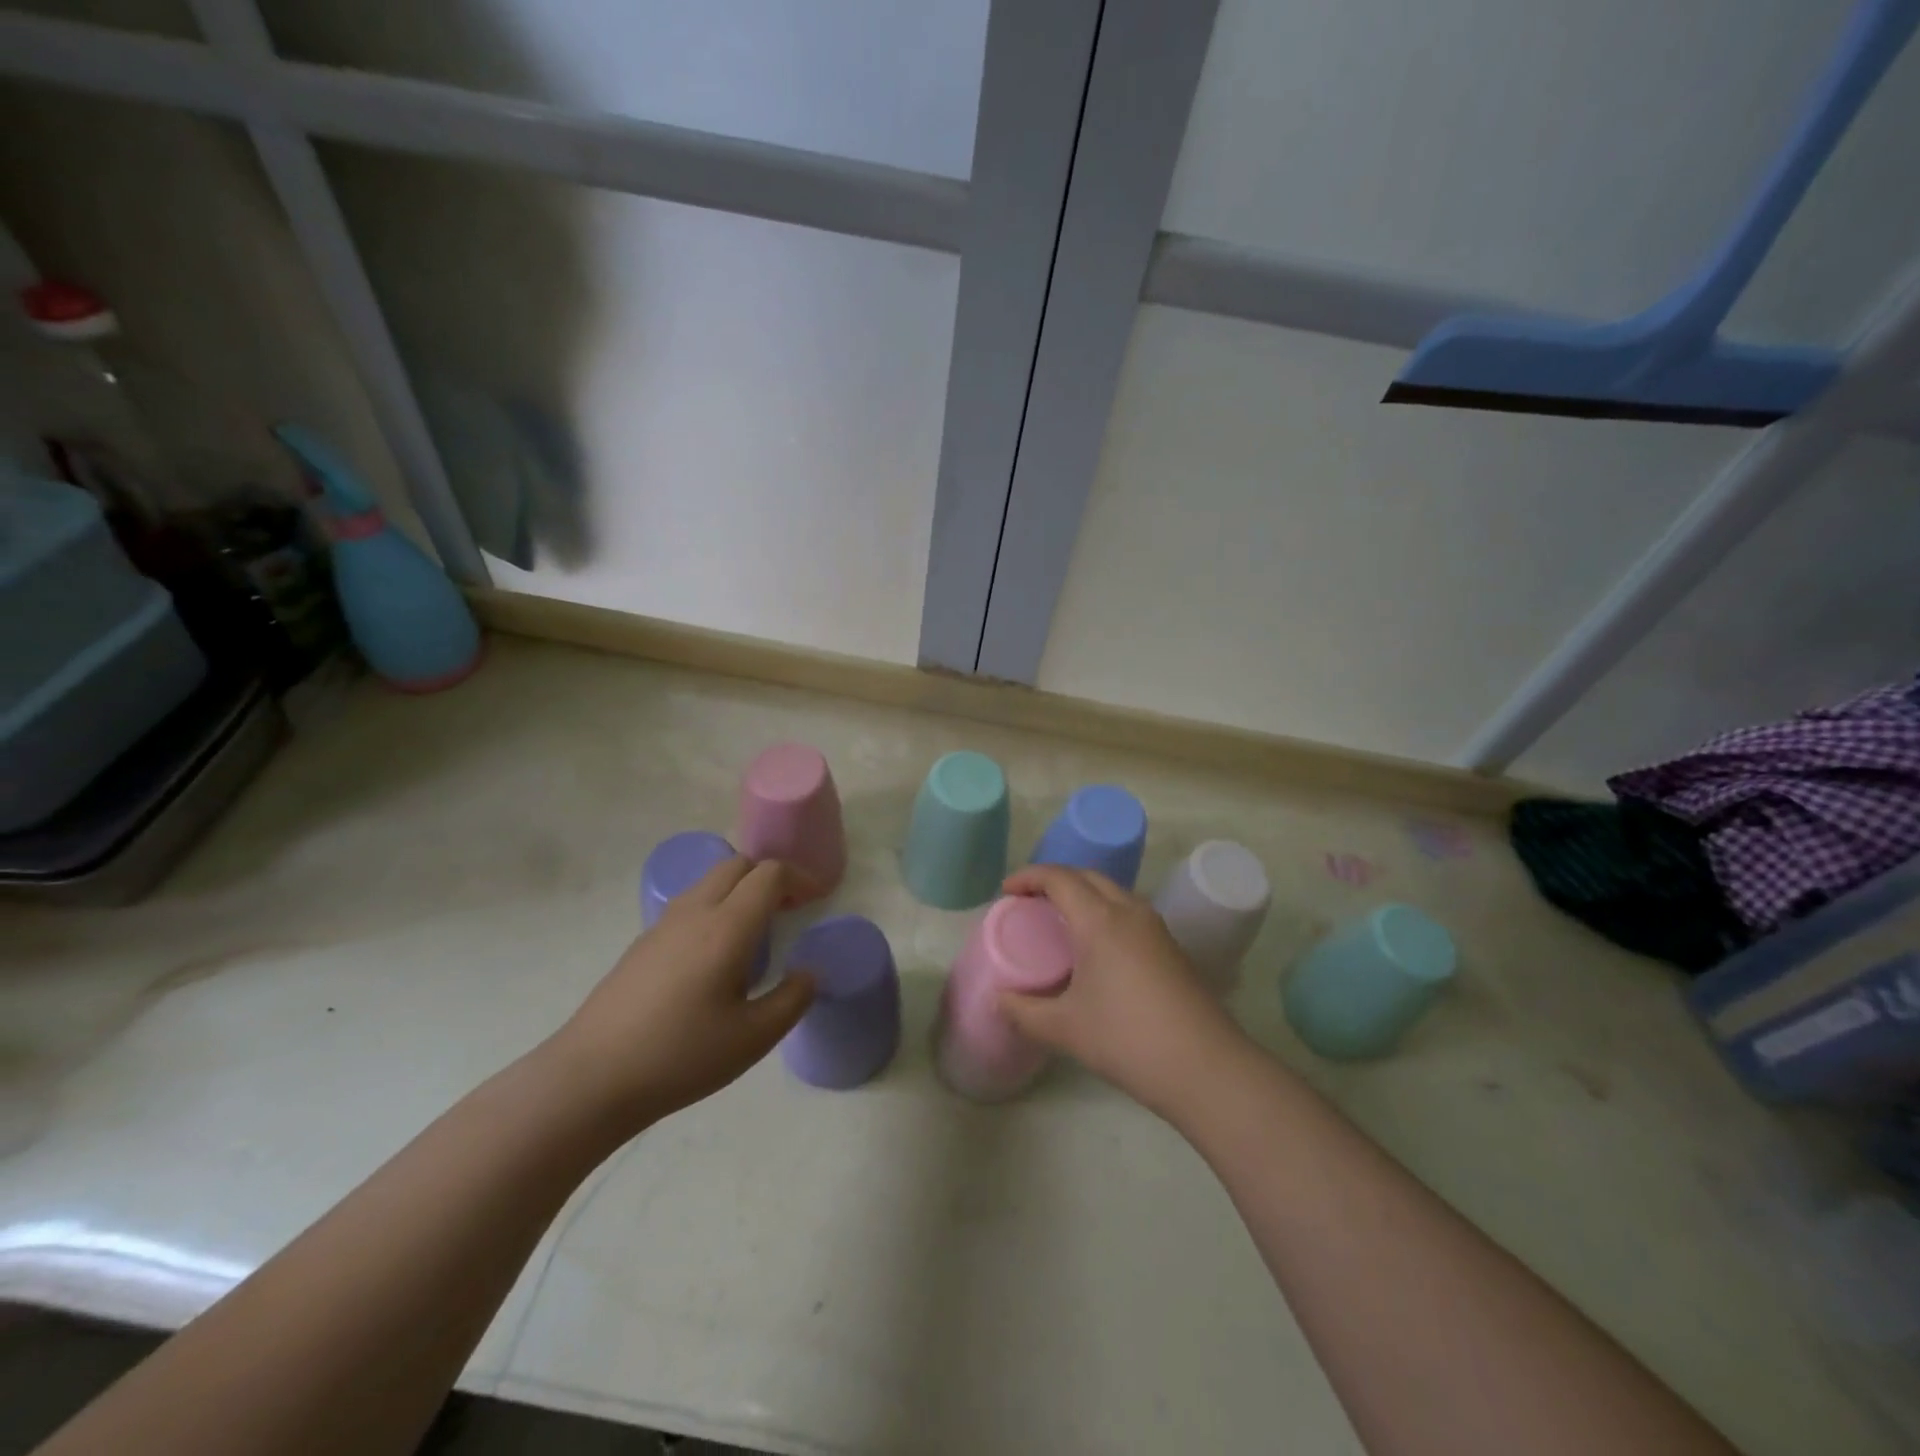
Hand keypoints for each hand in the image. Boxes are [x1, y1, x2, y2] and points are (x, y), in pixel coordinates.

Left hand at [548, 857, 814, 1130]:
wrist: (591, 1078)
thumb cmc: (681, 1056)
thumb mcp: (753, 1038)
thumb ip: (792, 999)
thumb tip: (809, 973)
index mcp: (727, 927)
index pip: (769, 874)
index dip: (799, 878)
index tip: (817, 899)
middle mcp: (695, 912)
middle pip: (737, 865)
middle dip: (769, 877)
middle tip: (789, 910)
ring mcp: (663, 924)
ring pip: (709, 881)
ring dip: (740, 889)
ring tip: (755, 933)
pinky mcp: (642, 943)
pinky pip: (689, 903)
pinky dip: (715, 908)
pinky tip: (714, 957)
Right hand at [997, 865, 1247, 1118]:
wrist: (1206, 1067)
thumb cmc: (1127, 1039)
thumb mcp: (1065, 1028)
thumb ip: (1023, 1012)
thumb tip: (999, 1001)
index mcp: (1100, 920)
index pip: (1059, 878)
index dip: (1029, 876)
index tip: (1006, 891)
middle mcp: (1130, 912)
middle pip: (1088, 876)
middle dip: (1055, 880)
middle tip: (1029, 902)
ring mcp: (1156, 928)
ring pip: (1113, 892)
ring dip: (1083, 894)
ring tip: (1060, 921)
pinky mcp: (1171, 948)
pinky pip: (1129, 913)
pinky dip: (1104, 913)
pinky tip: (1096, 948)